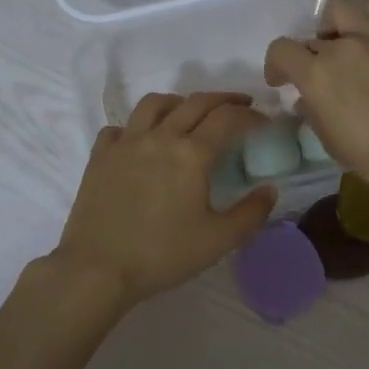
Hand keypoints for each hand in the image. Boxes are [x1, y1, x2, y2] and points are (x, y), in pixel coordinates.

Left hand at [48, 91, 275, 313]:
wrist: (98, 268)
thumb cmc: (163, 254)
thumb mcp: (219, 240)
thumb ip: (251, 213)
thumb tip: (270, 190)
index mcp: (192, 154)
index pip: (228, 119)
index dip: (251, 115)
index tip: (264, 121)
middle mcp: (160, 137)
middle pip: (196, 102)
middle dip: (224, 99)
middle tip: (240, 105)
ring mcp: (126, 143)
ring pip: (155, 104)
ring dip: (180, 102)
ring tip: (190, 112)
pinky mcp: (100, 156)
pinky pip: (120, 127)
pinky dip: (137, 127)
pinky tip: (142, 140)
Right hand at [265, 0, 368, 203]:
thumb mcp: (329, 140)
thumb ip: (312, 110)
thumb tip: (307, 98)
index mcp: (318, 74)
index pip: (282, 49)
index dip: (276, 64)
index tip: (282, 80)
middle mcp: (344, 45)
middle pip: (314, 30)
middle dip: (311, 49)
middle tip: (320, 67)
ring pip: (345, 5)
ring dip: (337, 23)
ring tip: (346, 43)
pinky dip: (368, 28)